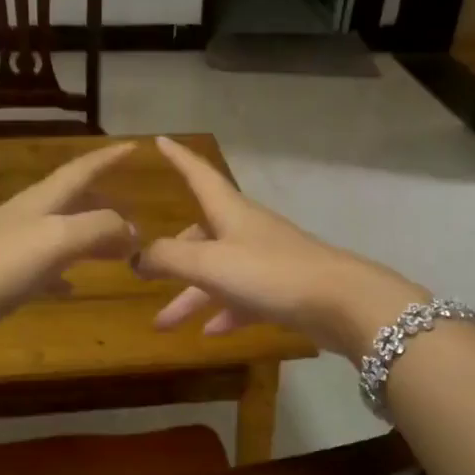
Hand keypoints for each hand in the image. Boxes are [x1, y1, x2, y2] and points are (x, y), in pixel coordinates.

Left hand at [0, 142, 139, 352]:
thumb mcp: (57, 239)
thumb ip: (99, 228)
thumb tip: (132, 230)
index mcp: (42, 201)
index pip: (82, 170)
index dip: (108, 159)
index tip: (134, 148)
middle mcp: (29, 217)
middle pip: (73, 201)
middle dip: (104, 202)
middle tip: (134, 211)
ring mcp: (14, 248)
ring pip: (61, 234)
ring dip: (89, 237)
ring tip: (116, 250)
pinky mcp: (3, 278)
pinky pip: (44, 269)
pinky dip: (63, 272)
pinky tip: (71, 286)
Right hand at [133, 137, 426, 358]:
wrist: (340, 303)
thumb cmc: (270, 273)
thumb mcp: (210, 263)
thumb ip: (168, 257)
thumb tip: (134, 256)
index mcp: (230, 212)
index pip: (199, 175)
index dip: (178, 159)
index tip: (160, 141)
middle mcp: (247, 231)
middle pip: (201, 235)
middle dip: (172, 256)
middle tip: (143, 276)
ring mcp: (266, 260)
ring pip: (218, 274)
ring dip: (190, 297)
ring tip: (162, 324)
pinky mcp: (281, 290)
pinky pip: (243, 298)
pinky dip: (224, 312)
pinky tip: (209, 333)